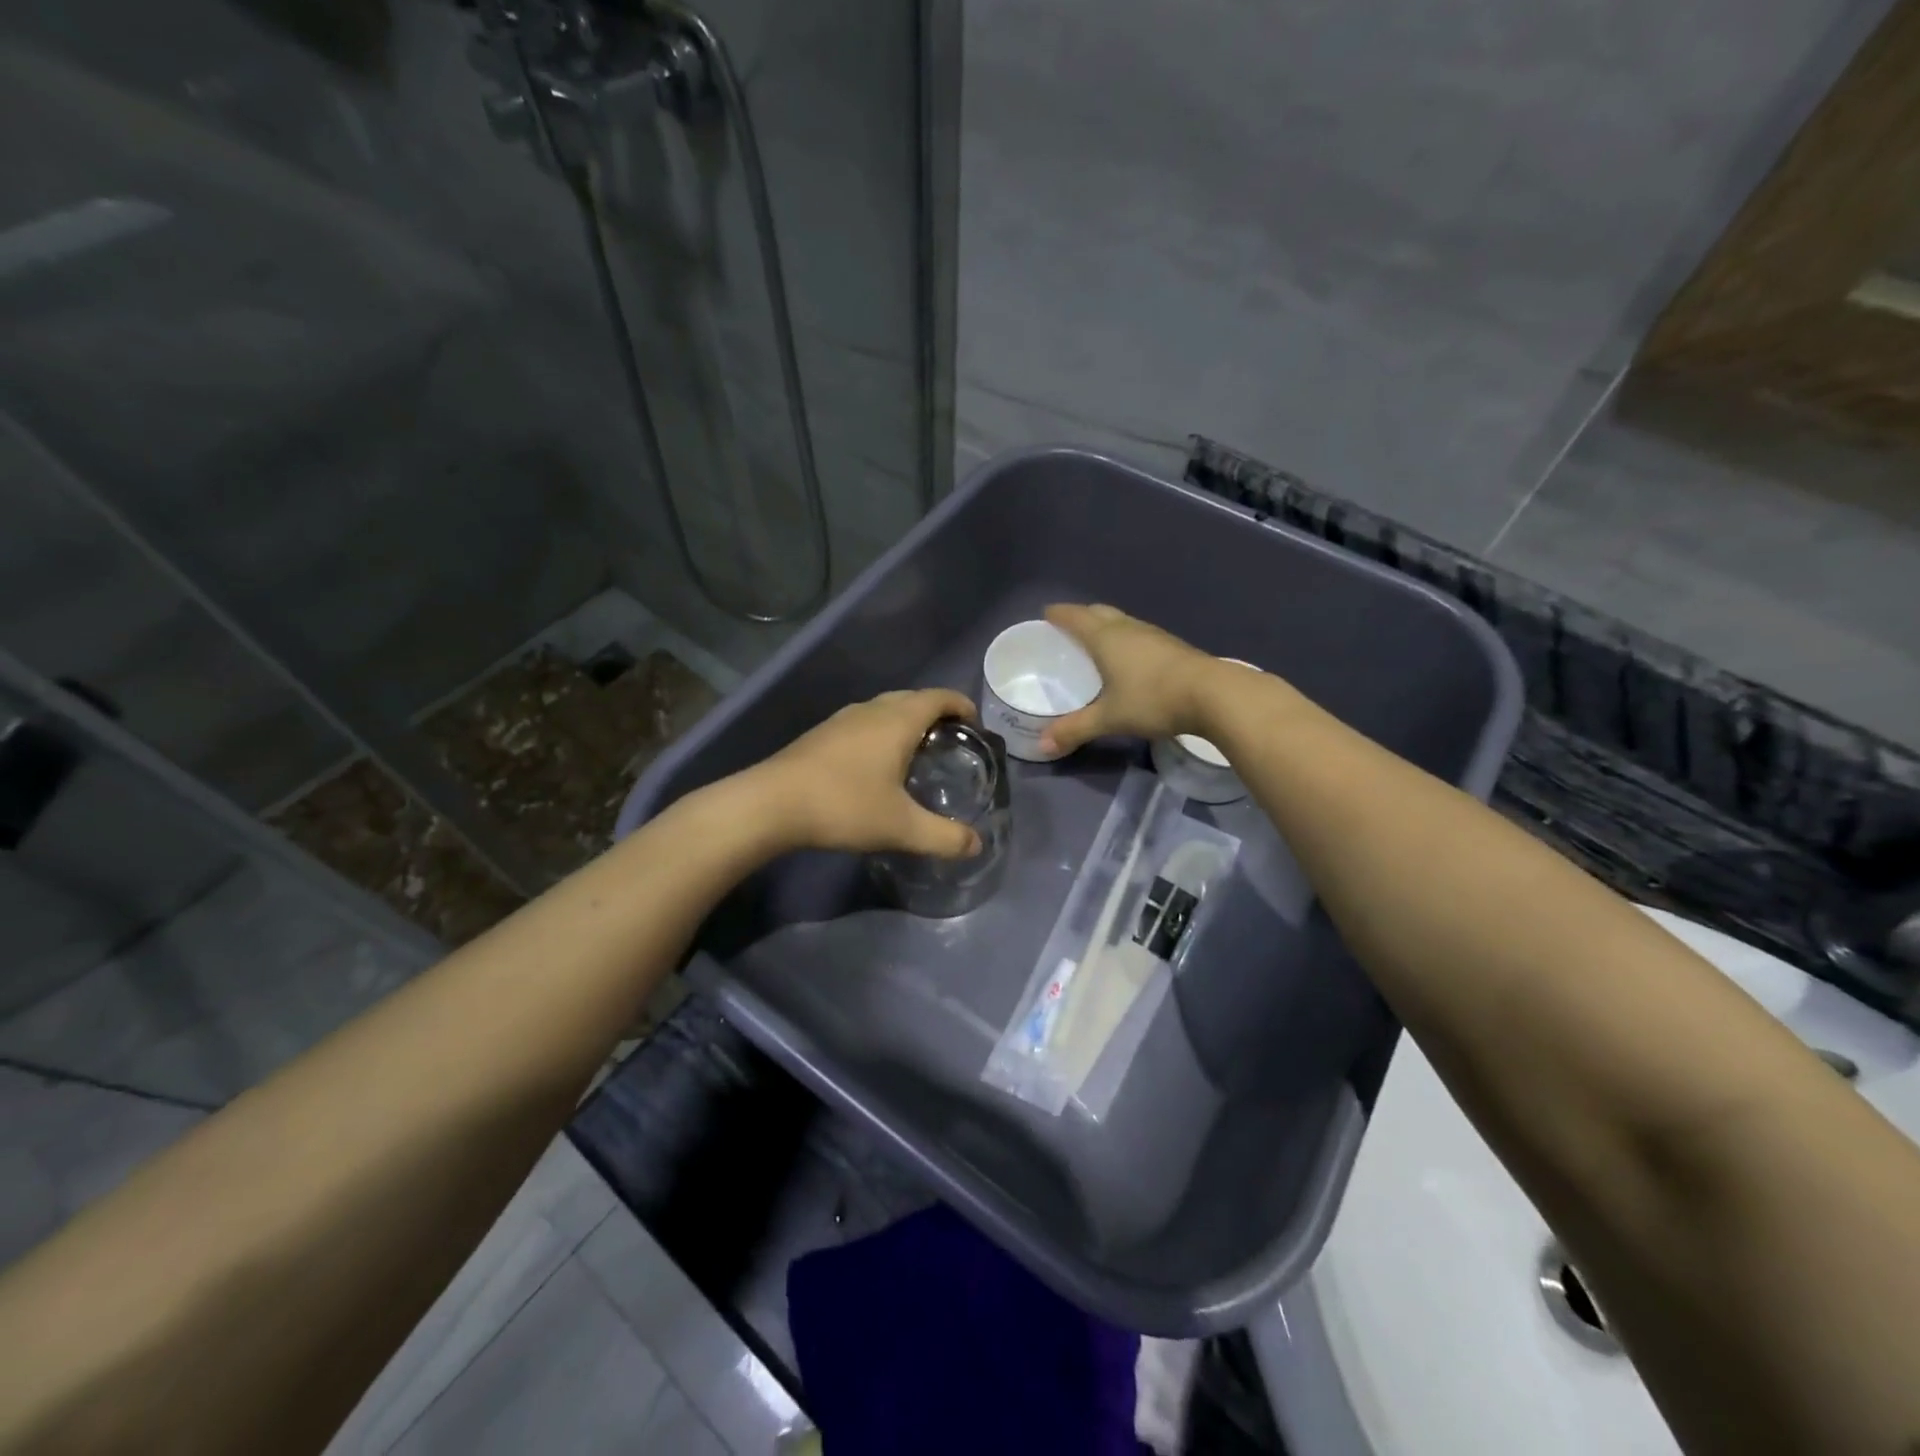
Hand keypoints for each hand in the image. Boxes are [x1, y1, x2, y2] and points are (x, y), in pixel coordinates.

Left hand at [751, 689, 983, 857]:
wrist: (771, 804)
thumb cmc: (844, 805)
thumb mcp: (901, 828)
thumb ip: (944, 837)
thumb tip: (977, 845)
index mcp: (897, 720)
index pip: (939, 697)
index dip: (961, 705)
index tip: (975, 724)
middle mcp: (871, 710)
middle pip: (913, 698)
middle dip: (936, 713)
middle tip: (951, 742)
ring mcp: (842, 719)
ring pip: (885, 709)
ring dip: (906, 721)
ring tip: (917, 752)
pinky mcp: (821, 734)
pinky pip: (864, 722)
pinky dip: (882, 732)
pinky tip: (876, 764)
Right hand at [1038, 604, 1222, 755]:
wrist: (1213, 695)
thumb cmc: (1153, 699)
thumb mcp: (1109, 718)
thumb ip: (1075, 730)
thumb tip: (1042, 747)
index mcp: (1106, 638)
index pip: (1075, 617)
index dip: (1058, 614)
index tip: (1046, 614)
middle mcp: (1128, 628)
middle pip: (1099, 612)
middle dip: (1081, 616)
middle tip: (1067, 629)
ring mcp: (1154, 635)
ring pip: (1122, 622)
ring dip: (1106, 626)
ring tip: (1095, 643)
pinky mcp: (1173, 647)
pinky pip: (1139, 635)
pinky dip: (1125, 640)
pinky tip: (1128, 659)